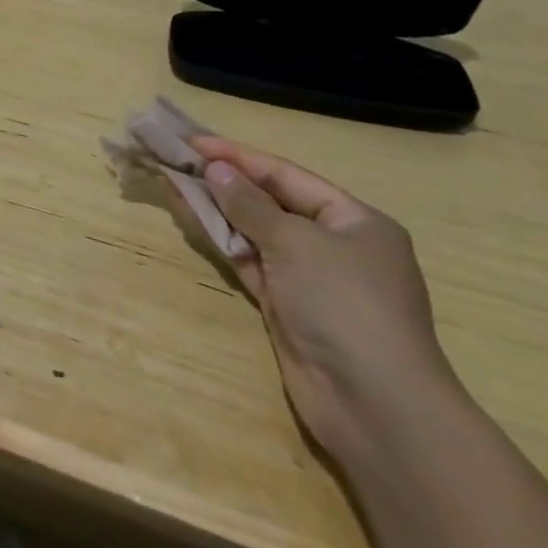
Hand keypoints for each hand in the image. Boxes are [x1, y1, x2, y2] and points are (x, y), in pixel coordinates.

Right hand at [192, 135, 460, 453]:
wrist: (374, 406)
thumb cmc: (344, 304)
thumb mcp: (296, 242)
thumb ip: (250, 204)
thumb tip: (216, 169)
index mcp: (355, 221)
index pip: (286, 175)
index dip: (238, 156)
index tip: (192, 140)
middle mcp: (335, 245)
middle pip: (270, 201)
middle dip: (225, 181)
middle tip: (177, 158)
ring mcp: (310, 279)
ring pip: (254, 231)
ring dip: (217, 208)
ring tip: (173, 181)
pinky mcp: (287, 307)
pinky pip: (248, 261)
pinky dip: (222, 241)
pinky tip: (191, 218)